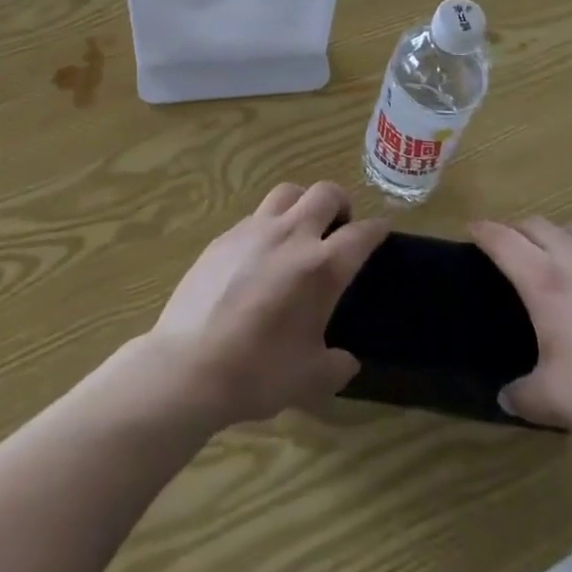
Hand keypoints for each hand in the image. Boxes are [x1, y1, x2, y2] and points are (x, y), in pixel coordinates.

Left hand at [146, 182, 387, 427]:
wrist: (189, 365)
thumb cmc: (258, 373)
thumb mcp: (310, 380)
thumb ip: (336, 365)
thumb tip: (346, 360)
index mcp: (321, 267)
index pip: (361, 234)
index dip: (377, 229)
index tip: (382, 229)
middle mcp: (291, 235)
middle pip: (325, 193)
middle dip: (341, 203)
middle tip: (340, 226)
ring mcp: (254, 229)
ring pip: (288, 191)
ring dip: (303, 202)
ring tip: (302, 228)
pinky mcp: (225, 235)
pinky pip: (257, 214)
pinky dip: (270, 222)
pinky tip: (263, 251)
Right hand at [471, 218, 571, 466]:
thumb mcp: (554, 403)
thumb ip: (522, 395)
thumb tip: (505, 396)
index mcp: (545, 282)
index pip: (503, 240)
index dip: (483, 231)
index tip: (471, 230)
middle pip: (537, 225)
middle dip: (517, 230)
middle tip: (510, 248)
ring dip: (557, 235)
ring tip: (555, 255)